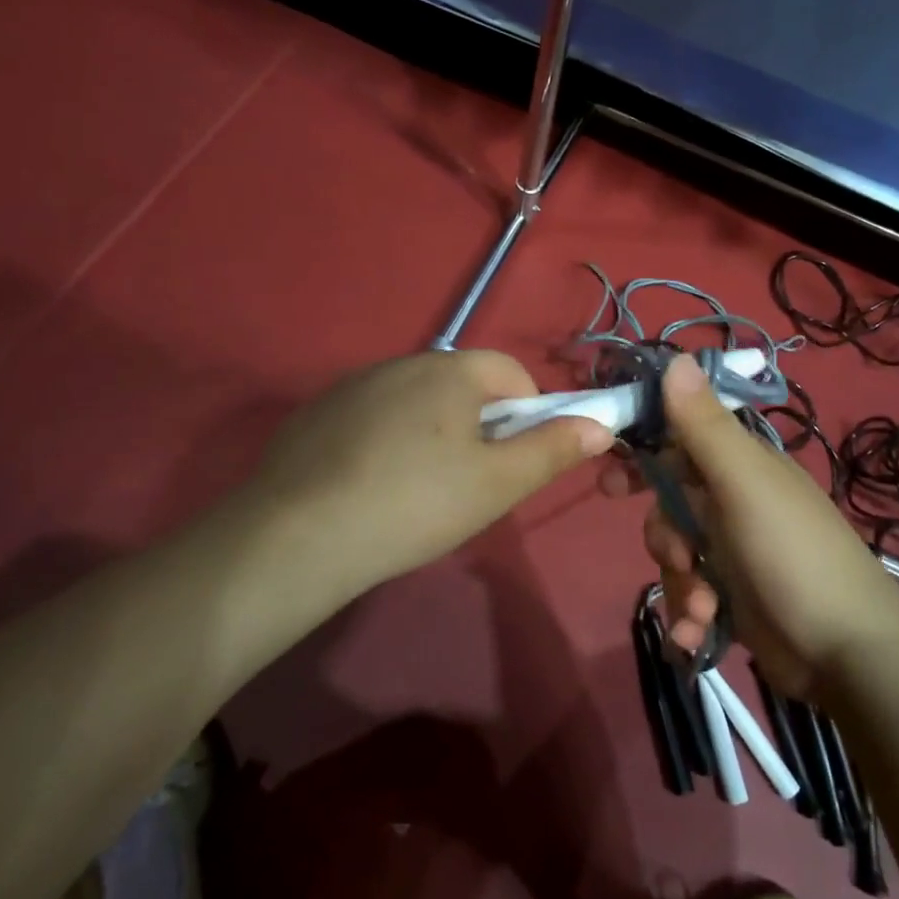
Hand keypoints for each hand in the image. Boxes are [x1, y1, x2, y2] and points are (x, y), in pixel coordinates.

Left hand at [240, 350, 612, 595]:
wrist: (298, 536)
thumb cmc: (416, 504)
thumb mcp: (497, 484)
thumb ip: (553, 449)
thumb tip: (600, 425)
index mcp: (450, 370)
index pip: (511, 372)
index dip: (528, 413)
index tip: (515, 459)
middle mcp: (401, 362)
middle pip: (462, 386)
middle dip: (479, 425)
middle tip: (470, 483)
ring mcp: (353, 385)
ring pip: (415, 402)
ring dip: (431, 433)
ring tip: (417, 492)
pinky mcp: (317, 413)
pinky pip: (371, 417)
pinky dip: (385, 442)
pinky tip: (369, 488)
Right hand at [605, 353, 898, 695]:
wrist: (850, 655)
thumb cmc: (793, 555)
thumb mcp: (744, 484)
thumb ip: (704, 426)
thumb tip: (676, 357)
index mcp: (740, 465)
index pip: (678, 439)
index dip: (642, 451)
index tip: (608, 474)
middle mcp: (734, 501)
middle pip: (668, 503)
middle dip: (663, 534)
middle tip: (675, 555)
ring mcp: (734, 552)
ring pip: (675, 553)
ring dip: (679, 584)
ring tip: (704, 609)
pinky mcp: (733, 597)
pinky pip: (689, 594)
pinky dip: (687, 616)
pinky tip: (698, 635)